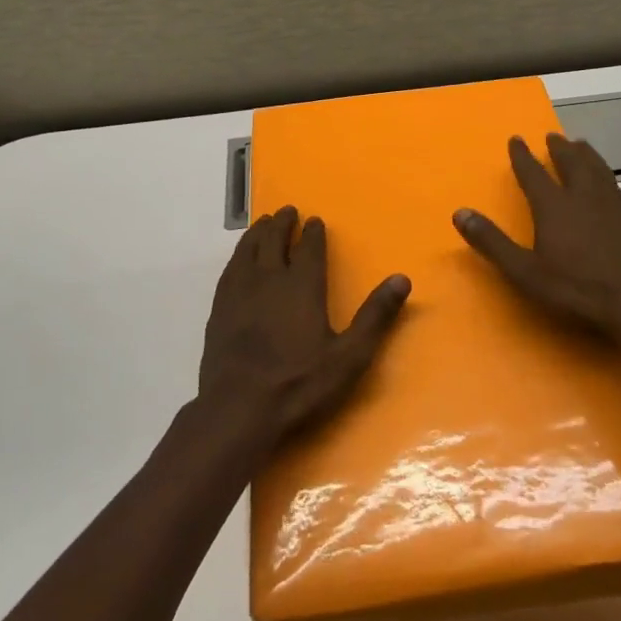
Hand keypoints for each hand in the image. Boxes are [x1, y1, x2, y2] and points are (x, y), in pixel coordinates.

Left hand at [197, 206, 409, 454]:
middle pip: (274, 241)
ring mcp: (239, 292)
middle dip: (283, 224)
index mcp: (302, 286)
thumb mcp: (349, 356)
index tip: (315, 220)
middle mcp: (268, 279)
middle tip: (288, 211)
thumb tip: (402, 278)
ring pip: (247, 250)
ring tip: (263, 223)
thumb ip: (375, 316)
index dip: (313, 233)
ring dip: (258, 233)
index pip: (309, 248)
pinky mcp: (219, 309)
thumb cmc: (299, 384)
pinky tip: (239, 259)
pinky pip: (229, 269)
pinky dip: (238, 254)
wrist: (238, 408)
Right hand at [453, 134, 620, 338]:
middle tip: (553, 136)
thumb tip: (460, 213)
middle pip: (571, 162)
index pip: (533, 173)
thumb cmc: (576, 289)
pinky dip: (606, 175)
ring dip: (586, 154)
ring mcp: (615, 204)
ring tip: (581, 145)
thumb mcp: (525, 272)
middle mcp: (584, 196)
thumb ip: (492, 242)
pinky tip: (609, 184)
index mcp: (554, 206)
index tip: (516, 139)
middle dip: (560, 148)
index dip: (522, 156)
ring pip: (598, 168)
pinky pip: (616, 185)